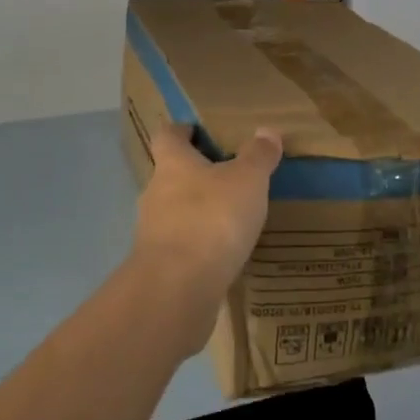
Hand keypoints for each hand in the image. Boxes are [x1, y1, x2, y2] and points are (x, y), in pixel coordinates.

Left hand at [131, 124, 280, 349]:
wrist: (177, 289)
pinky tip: (221, 256)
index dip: (180, 131)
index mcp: (173, 164)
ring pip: (174, 213)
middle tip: (225, 178)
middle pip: (170, 175)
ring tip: (228, 220)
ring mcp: (152, 233)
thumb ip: (258, 156)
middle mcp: (155, 193)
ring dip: (195, 213)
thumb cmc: (212, 218)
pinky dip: (197, 247)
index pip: (167, 136)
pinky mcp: (158, 268)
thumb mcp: (247, 180)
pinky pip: (180, 248)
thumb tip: (267, 130)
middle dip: (194, 176)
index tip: (196, 131)